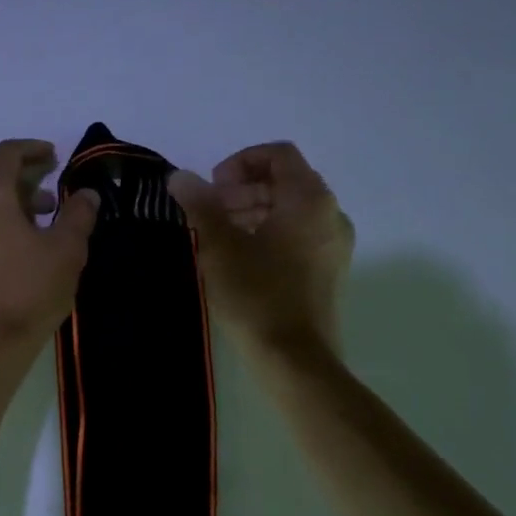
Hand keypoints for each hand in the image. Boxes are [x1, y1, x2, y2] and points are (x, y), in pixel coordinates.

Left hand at [0, 139, 100, 359]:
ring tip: (42, 224)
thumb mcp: (66, 251)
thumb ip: (78, 215)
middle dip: (25, 180)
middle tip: (54, 193)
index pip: (8, 153)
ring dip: (12, 205)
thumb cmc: (26, 291)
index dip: (34, 150)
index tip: (55, 157)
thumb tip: (86, 194)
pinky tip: (19, 249)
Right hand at [168, 142, 352, 357]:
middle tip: (210, 211)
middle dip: (244, 189)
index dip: (241, 162)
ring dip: (254, 211)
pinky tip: (241, 259)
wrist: (295, 360)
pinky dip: (270, 233)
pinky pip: (299, 236)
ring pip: (292, 211)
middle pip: (286, 181)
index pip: (278, 155)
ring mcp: (334, 245)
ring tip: (220, 235)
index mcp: (309, 200)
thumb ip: (200, 205)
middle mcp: (331, 214)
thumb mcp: (220, 247)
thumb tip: (180, 177)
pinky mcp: (329, 271)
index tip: (213, 186)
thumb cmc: (257, 296)